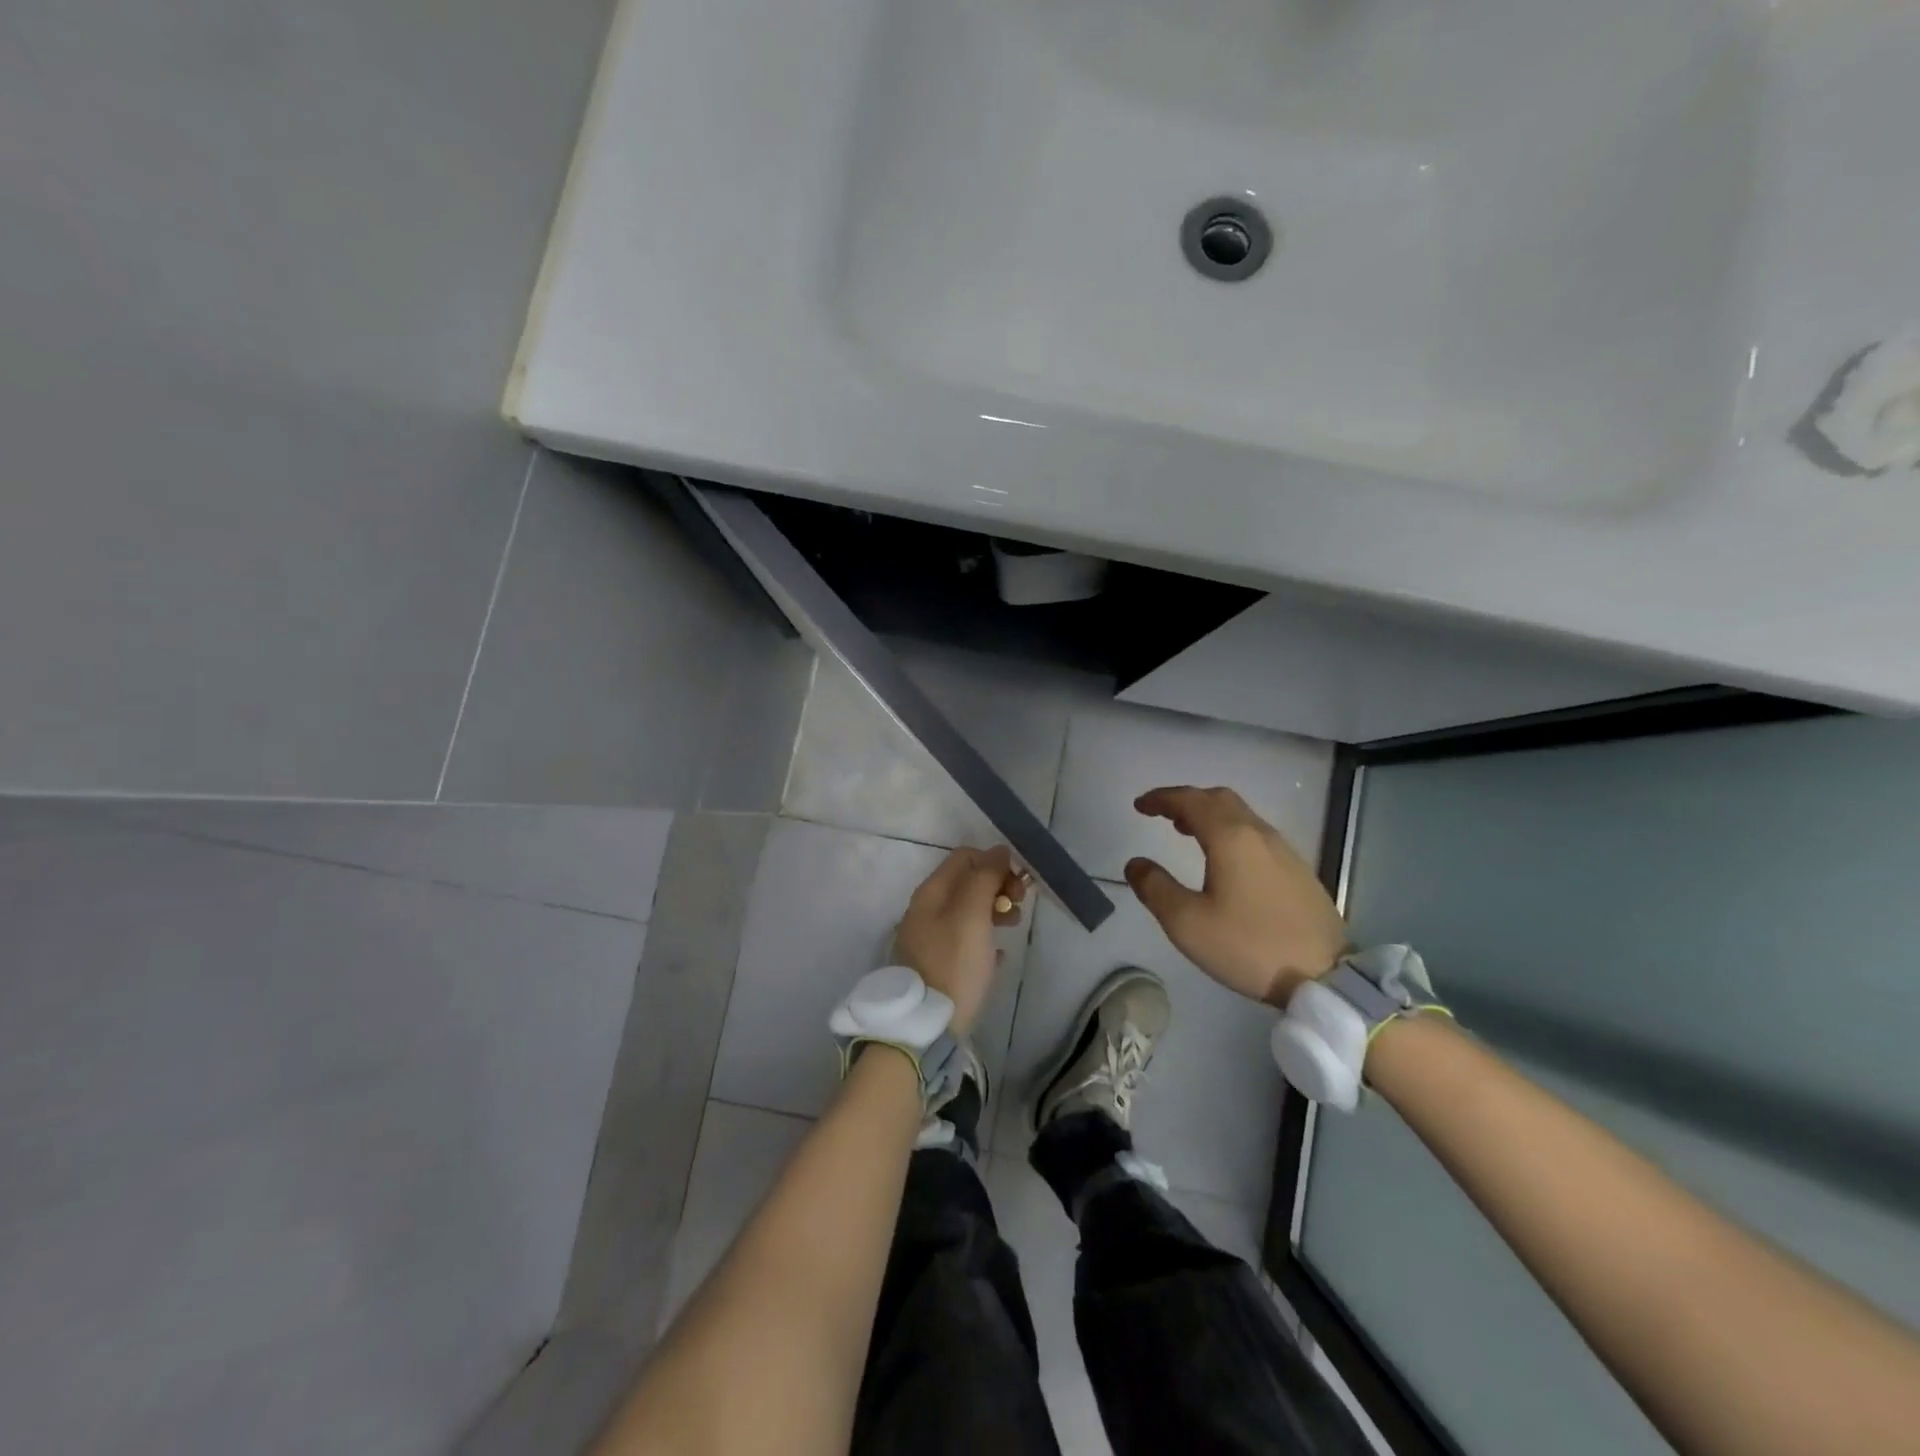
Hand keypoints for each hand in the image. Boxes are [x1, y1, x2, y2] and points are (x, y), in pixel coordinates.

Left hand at [892, 845, 1026, 1034]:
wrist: (925, 1025)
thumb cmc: (953, 964)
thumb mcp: (972, 915)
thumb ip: (984, 878)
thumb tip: (998, 850)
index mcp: (931, 893)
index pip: (965, 857)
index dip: (994, 862)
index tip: (1018, 883)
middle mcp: (926, 910)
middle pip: (967, 883)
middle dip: (997, 886)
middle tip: (1019, 906)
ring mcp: (930, 938)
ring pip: (968, 911)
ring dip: (994, 911)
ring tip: (1014, 928)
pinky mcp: (938, 965)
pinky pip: (966, 940)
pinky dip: (985, 939)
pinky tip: (999, 955)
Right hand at [1126, 786, 1347, 1008]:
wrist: (1326, 975)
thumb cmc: (1248, 945)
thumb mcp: (1187, 923)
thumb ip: (1155, 888)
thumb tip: (1136, 864)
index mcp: (1230, 837)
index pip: (1190, 800)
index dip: (1161, 798)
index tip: (1139, 806)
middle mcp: (1258, 834)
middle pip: (1219, 799)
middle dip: (1187, 800)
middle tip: (1162, 815)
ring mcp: (1283, 851)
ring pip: (1241, 815)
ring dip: (1210, 815)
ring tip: (1187, 833)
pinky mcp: (1298, 870)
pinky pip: (1256, 834)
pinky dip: (1230, 831)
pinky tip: (1225, 860)